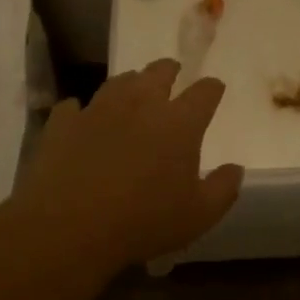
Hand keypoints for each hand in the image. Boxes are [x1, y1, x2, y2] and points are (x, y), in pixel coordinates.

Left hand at [14, 59, 242, 273]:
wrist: (68, 228)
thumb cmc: (143, 222)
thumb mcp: (198, 216)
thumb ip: (223, 189)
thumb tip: (235, 169)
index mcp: (179, 123)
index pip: (204, 92)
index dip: (211, 88)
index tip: (214, 88)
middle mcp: (140, 104)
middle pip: (159, 73)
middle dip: (169, 71)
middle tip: (172, 74)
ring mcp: (98, 109)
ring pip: (119, 82)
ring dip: (130, 83)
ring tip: (132, 89)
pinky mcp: (63, 123)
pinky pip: (73, 106)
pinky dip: (81, 109)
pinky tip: (80, 116)